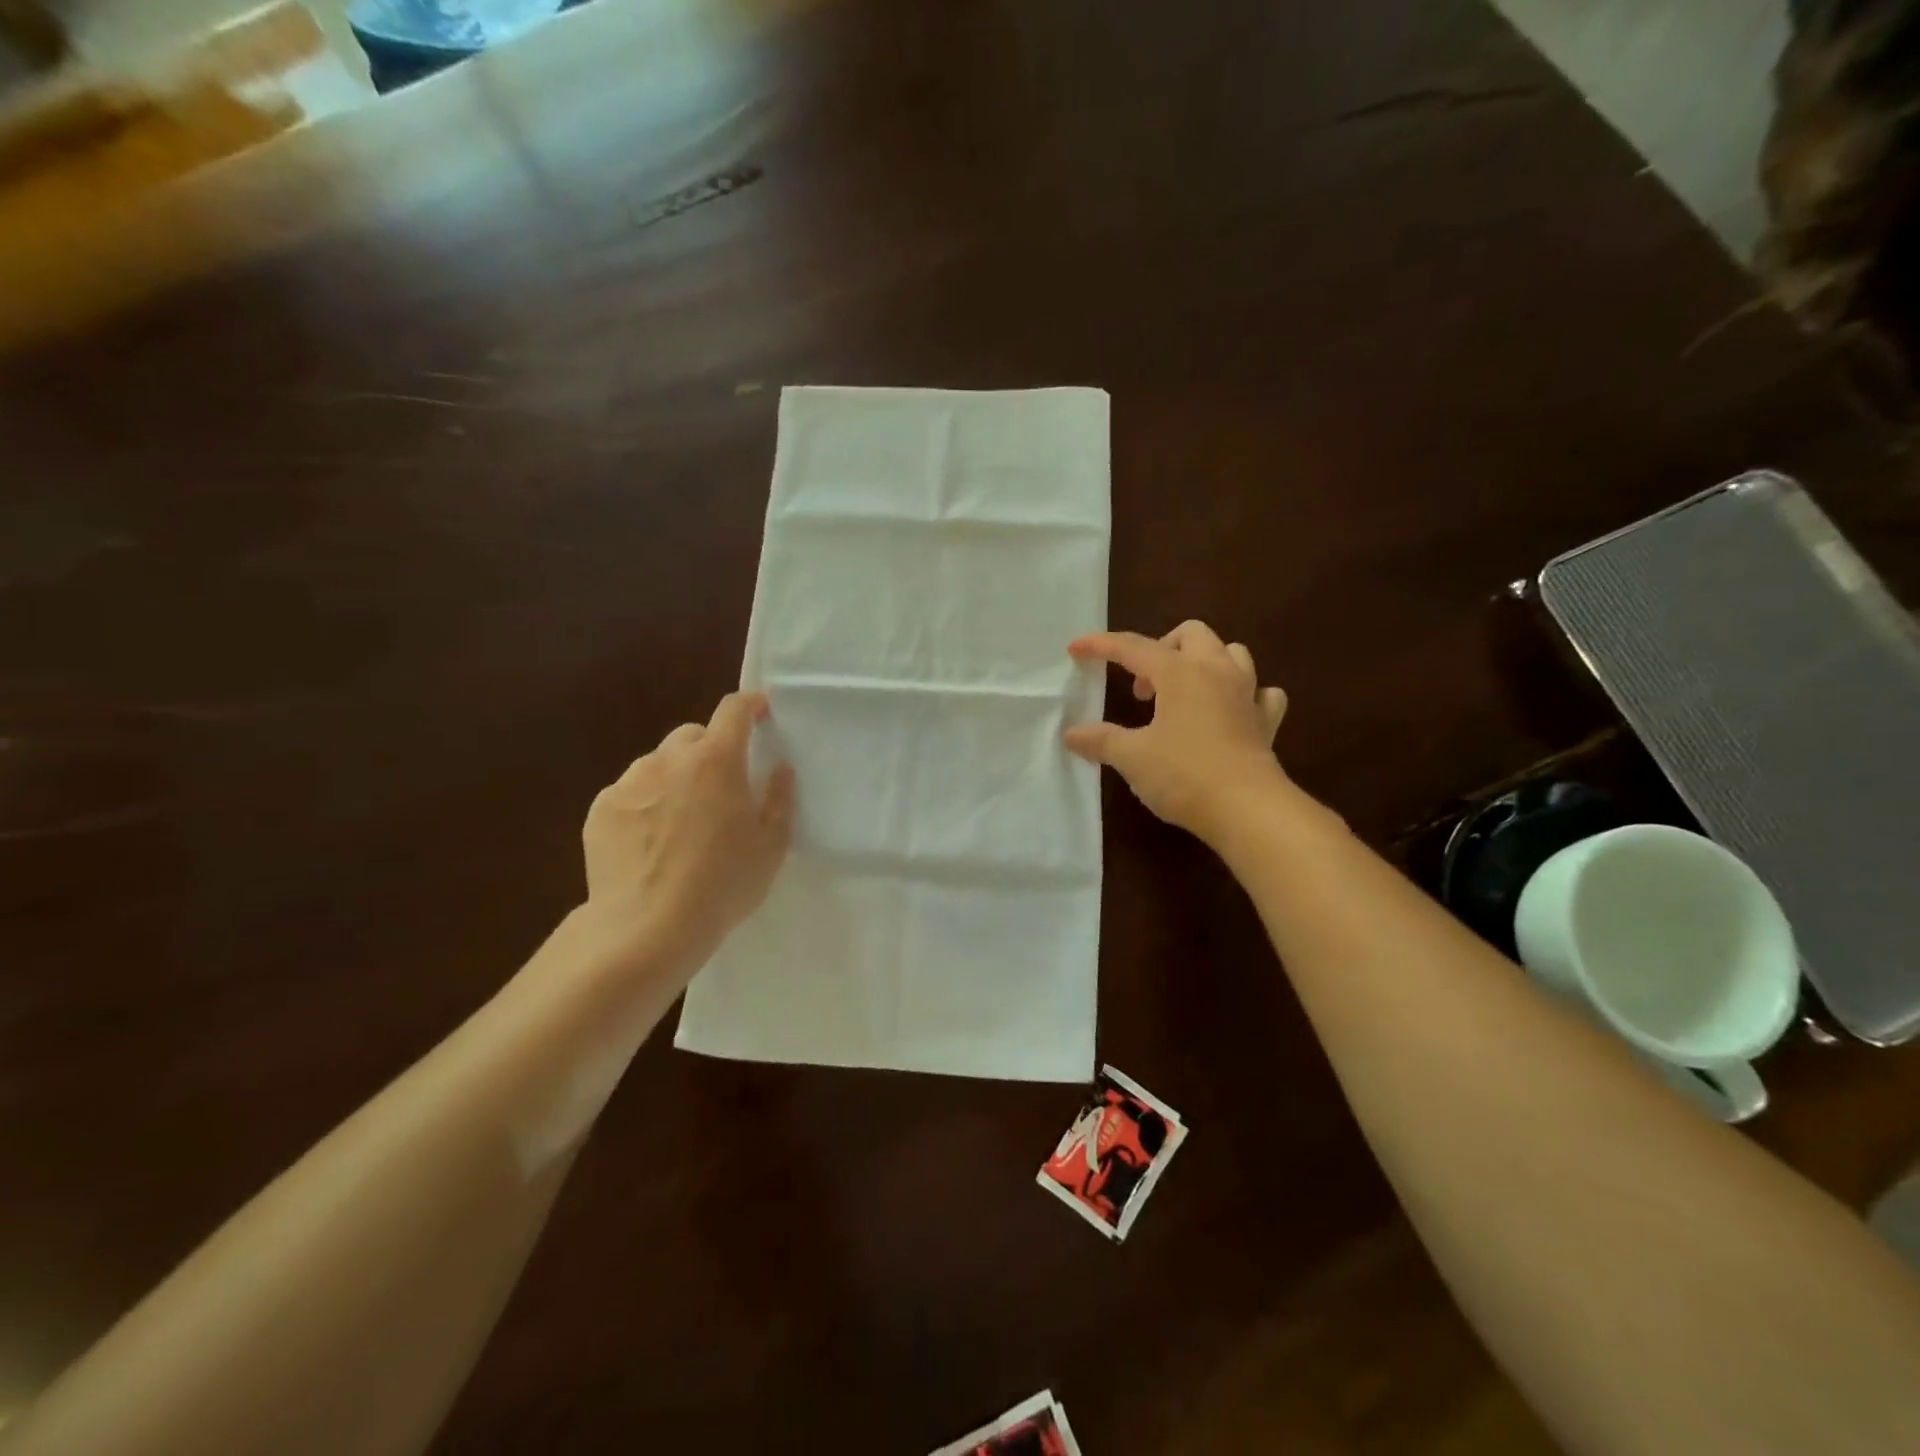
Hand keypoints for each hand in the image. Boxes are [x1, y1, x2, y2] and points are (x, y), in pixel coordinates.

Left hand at [580, 692, 794, 969]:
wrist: (647, 927)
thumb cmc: (722, 884)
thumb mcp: (771, 845)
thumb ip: (779, 798)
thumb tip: (779, 768)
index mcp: (717, 760)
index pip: (734, 710)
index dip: (749, 704)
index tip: (760, 711)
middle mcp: (669, 759)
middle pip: (693, 735)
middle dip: (710, 749)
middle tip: (721, 786)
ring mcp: (629, 782)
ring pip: (658, 763)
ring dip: (675, 776)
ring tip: (682, 820)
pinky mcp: (601, 809)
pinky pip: (630, 792)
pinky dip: (645, 803)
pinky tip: (650, 842)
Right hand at [1064, 620, 1289, 843]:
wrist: (1249, 810)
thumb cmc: (1185, 775)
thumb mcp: (1132, 758)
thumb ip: (1101, 741)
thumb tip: (1072, 734)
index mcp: (1180, 672)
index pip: (1133, 647)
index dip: (1101, 645)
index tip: (1075, 649)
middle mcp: (1217, 671)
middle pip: (1191, 634)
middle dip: (1161, 648)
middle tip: (1143, 686)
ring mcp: (1247, 694)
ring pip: (1231, 653)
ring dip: (1204, 662)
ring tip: (1183, 692)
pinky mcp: (1266, 722)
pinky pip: (1260, 692)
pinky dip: (1244, 694)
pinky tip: (1230, 712)